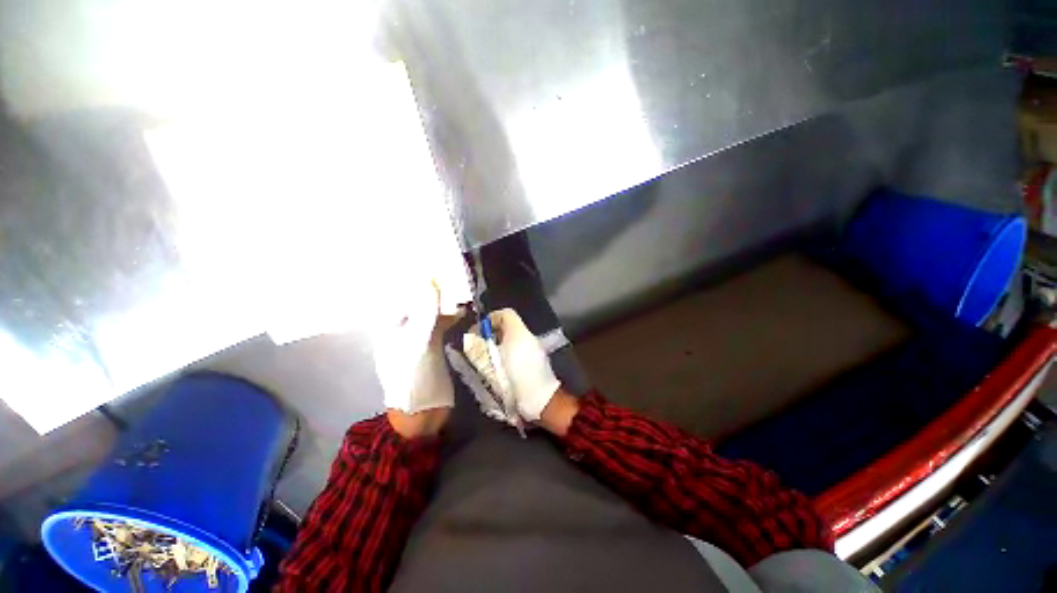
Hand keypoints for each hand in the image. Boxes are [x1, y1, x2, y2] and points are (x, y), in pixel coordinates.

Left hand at [373, 282, 461, 437]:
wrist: (424, 412)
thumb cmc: (413, 379)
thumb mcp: (418, 344)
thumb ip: (425, 313)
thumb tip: (430, 281)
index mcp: (391, 328)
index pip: (403, 296)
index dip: (417, 280)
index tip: (434, 266)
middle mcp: (403, 329)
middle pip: (418, 302)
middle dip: (434, 290)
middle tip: (452, 275)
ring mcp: (419, 337)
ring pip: (432, 312)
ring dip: (445, 302)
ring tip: (460, 291)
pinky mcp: (434, 345)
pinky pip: (441, 325)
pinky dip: (451, 317)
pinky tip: (462, 312)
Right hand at [461, 309, 560, 423]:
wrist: (539, 399)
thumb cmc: (513, 378)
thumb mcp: (490, 362)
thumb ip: (478, 347)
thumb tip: (471, 338)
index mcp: (518, 331)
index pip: (505, 313)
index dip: (490, 319)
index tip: (479, 332)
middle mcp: (528, 336)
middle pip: (508, 327)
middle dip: (492, 334)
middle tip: (480, 347)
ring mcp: (535, 349)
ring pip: (513, 340)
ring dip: (499, 345)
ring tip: (487, 359)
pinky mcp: (537, 361)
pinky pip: (519, 351)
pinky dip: (508, 354)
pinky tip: (500, 369)